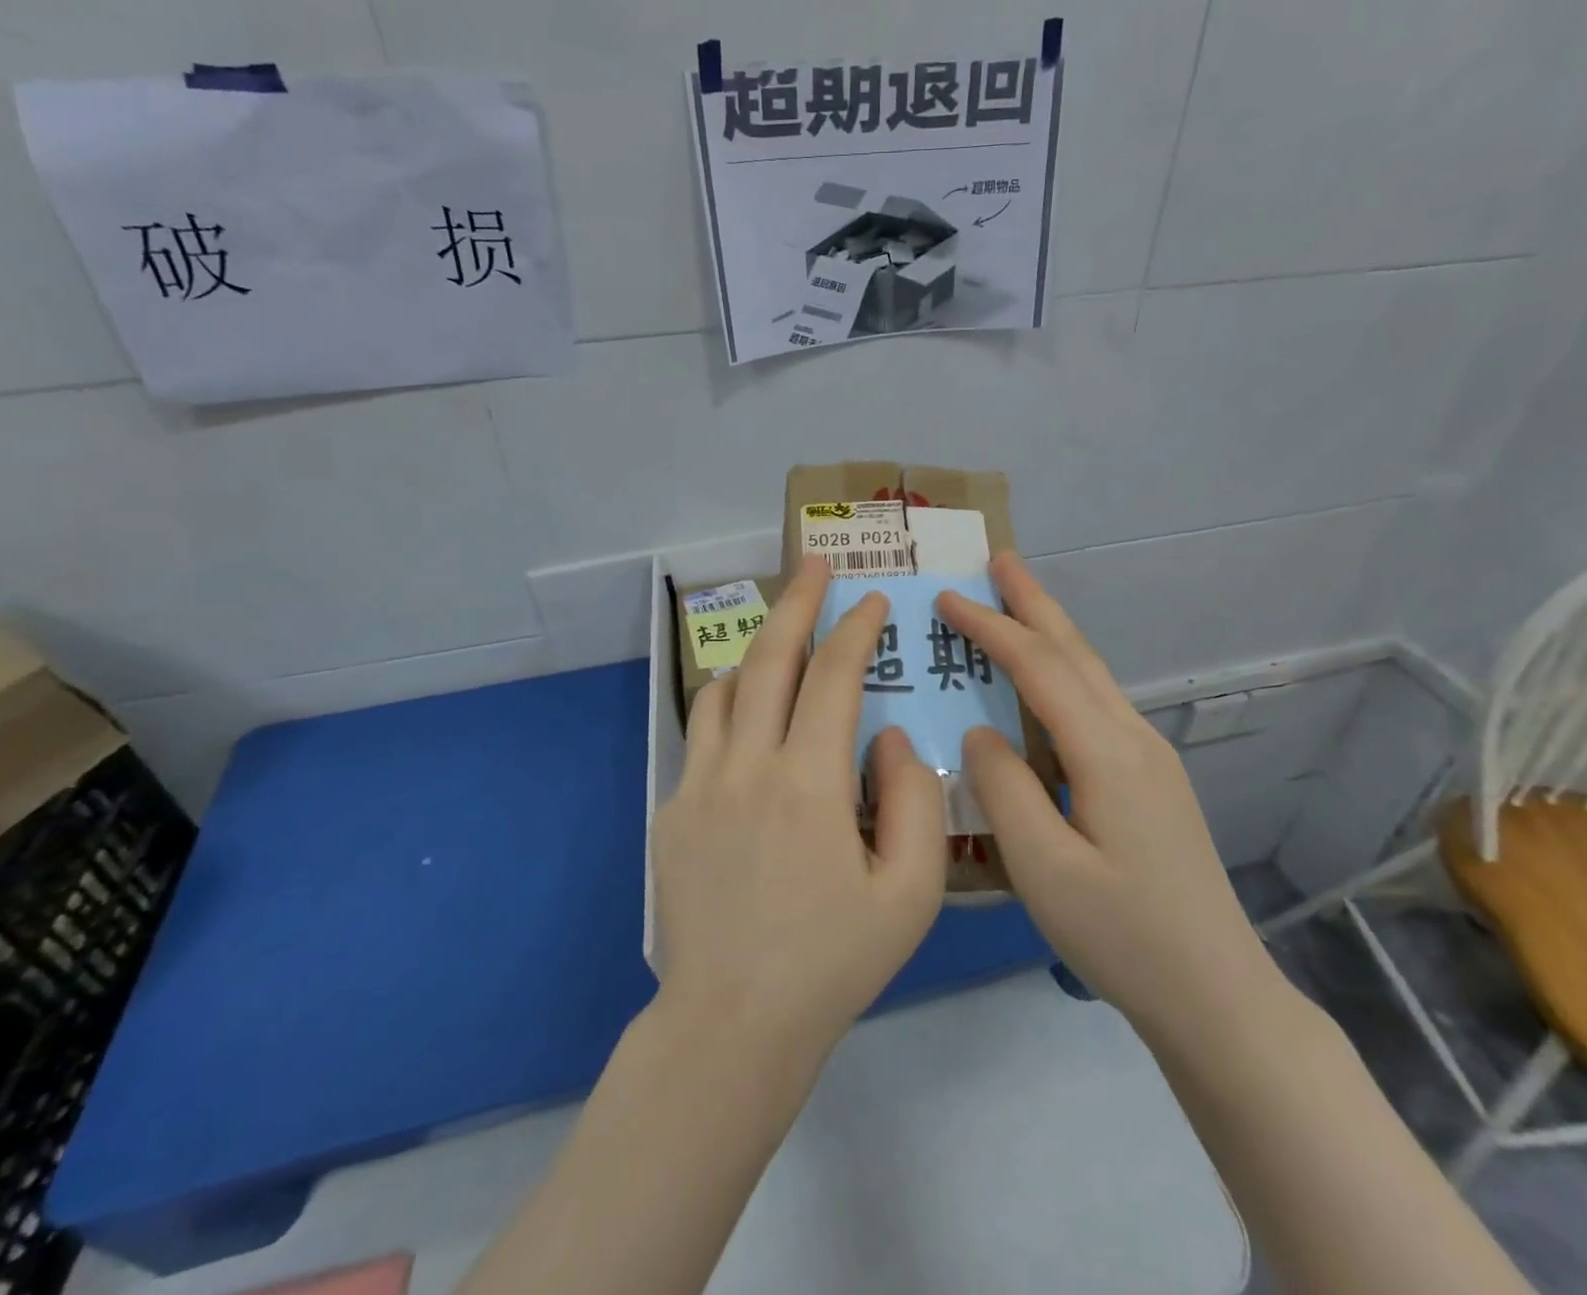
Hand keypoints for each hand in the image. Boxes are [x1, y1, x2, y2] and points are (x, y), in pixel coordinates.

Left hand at [652, 555, 948, 1063]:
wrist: (731, 1024)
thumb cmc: (833, 962)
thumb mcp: (910, 894)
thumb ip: (914, 801)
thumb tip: (891, 738)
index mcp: (808, 783)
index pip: (834, 677)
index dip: (855, 629)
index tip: (872, 602)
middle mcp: (746, 766)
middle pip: (770, 656)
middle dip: (796, 600)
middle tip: (813, 563)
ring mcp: (699, 785)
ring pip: (726, 687)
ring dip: (759, 653)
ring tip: (786, 646)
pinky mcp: (672, 810)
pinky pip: (704, 733)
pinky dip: (732, 707)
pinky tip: (753, 726)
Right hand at [937, 553, 1265, 1025]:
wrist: (1217, 995)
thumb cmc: (1123, 937)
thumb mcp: (1045, 870)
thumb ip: (1004, 790)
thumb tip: (980, 731)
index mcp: (1108, 754)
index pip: (1040, 668)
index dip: (992, 627)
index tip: (948, 597)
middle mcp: (1134, 739)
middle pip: (1077, 652)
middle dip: (1034, 601)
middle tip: (1000, 558)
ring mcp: (1149, 758)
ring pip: (1092, 675)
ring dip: (1051, 631)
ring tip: (1016, 601)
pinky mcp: (1150, 781)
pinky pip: (1097, 704)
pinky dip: (1063, 672)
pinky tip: (1045, 682)